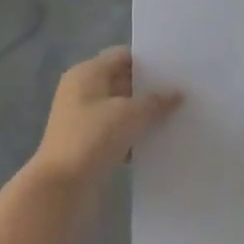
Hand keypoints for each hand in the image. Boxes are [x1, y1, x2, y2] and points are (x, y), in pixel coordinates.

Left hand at [29, 47, 180, 193]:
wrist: (60, 188)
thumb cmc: (92, 138)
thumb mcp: (130, 114)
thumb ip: (156, 101)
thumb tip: (177, 93)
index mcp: (87, 73)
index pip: (123, 56)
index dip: (149, 61)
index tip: (176, 68)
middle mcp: (82, 90)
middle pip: (122, 81)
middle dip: (150, 88)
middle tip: (183, 93)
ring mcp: (83, 118)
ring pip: (121, 108)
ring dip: (143, 114)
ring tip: (176, 117)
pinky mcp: (87, 143)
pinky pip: (116, 131)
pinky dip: (133, 134)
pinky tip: (157, 142)